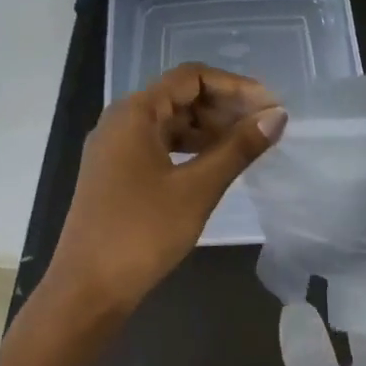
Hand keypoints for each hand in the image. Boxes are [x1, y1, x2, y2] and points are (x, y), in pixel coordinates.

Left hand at [48, 63, 286, 314]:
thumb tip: (276, 117)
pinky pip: (160, 146)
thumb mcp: (197, 189)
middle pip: (180, 97)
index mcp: (135, 113)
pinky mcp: (117, 174)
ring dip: (210, 129)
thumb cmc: (142, 232)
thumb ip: (238, 149)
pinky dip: (190, 149)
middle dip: (224, 106)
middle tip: (265, 126)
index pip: (191, 78)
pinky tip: (216, 164)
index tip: (270, 106)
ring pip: (170, 123)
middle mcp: (120, 121)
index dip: (235, 86)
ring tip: (248, 145)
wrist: (88, 288)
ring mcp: (115, 149)